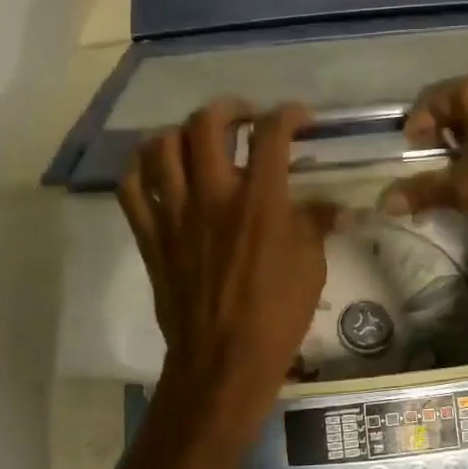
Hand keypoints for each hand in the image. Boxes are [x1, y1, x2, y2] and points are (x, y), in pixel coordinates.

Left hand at [118, 101, 335, 442]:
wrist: (223, 360)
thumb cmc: (276, 314)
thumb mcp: (312, 266)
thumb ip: (317, 223)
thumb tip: (336, 206)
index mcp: (259, 200)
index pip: (271, 133)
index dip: (288, 113)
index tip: (299, 117)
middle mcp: (213, 195)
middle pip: (207, 124)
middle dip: (229, 108)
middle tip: (244, 118)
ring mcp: (174, 214)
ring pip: (161, 147)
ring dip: (182, 132)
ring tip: (197, 139)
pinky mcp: (150, 236)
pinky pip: (131, 188)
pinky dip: (141, 169)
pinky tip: (158, 170)